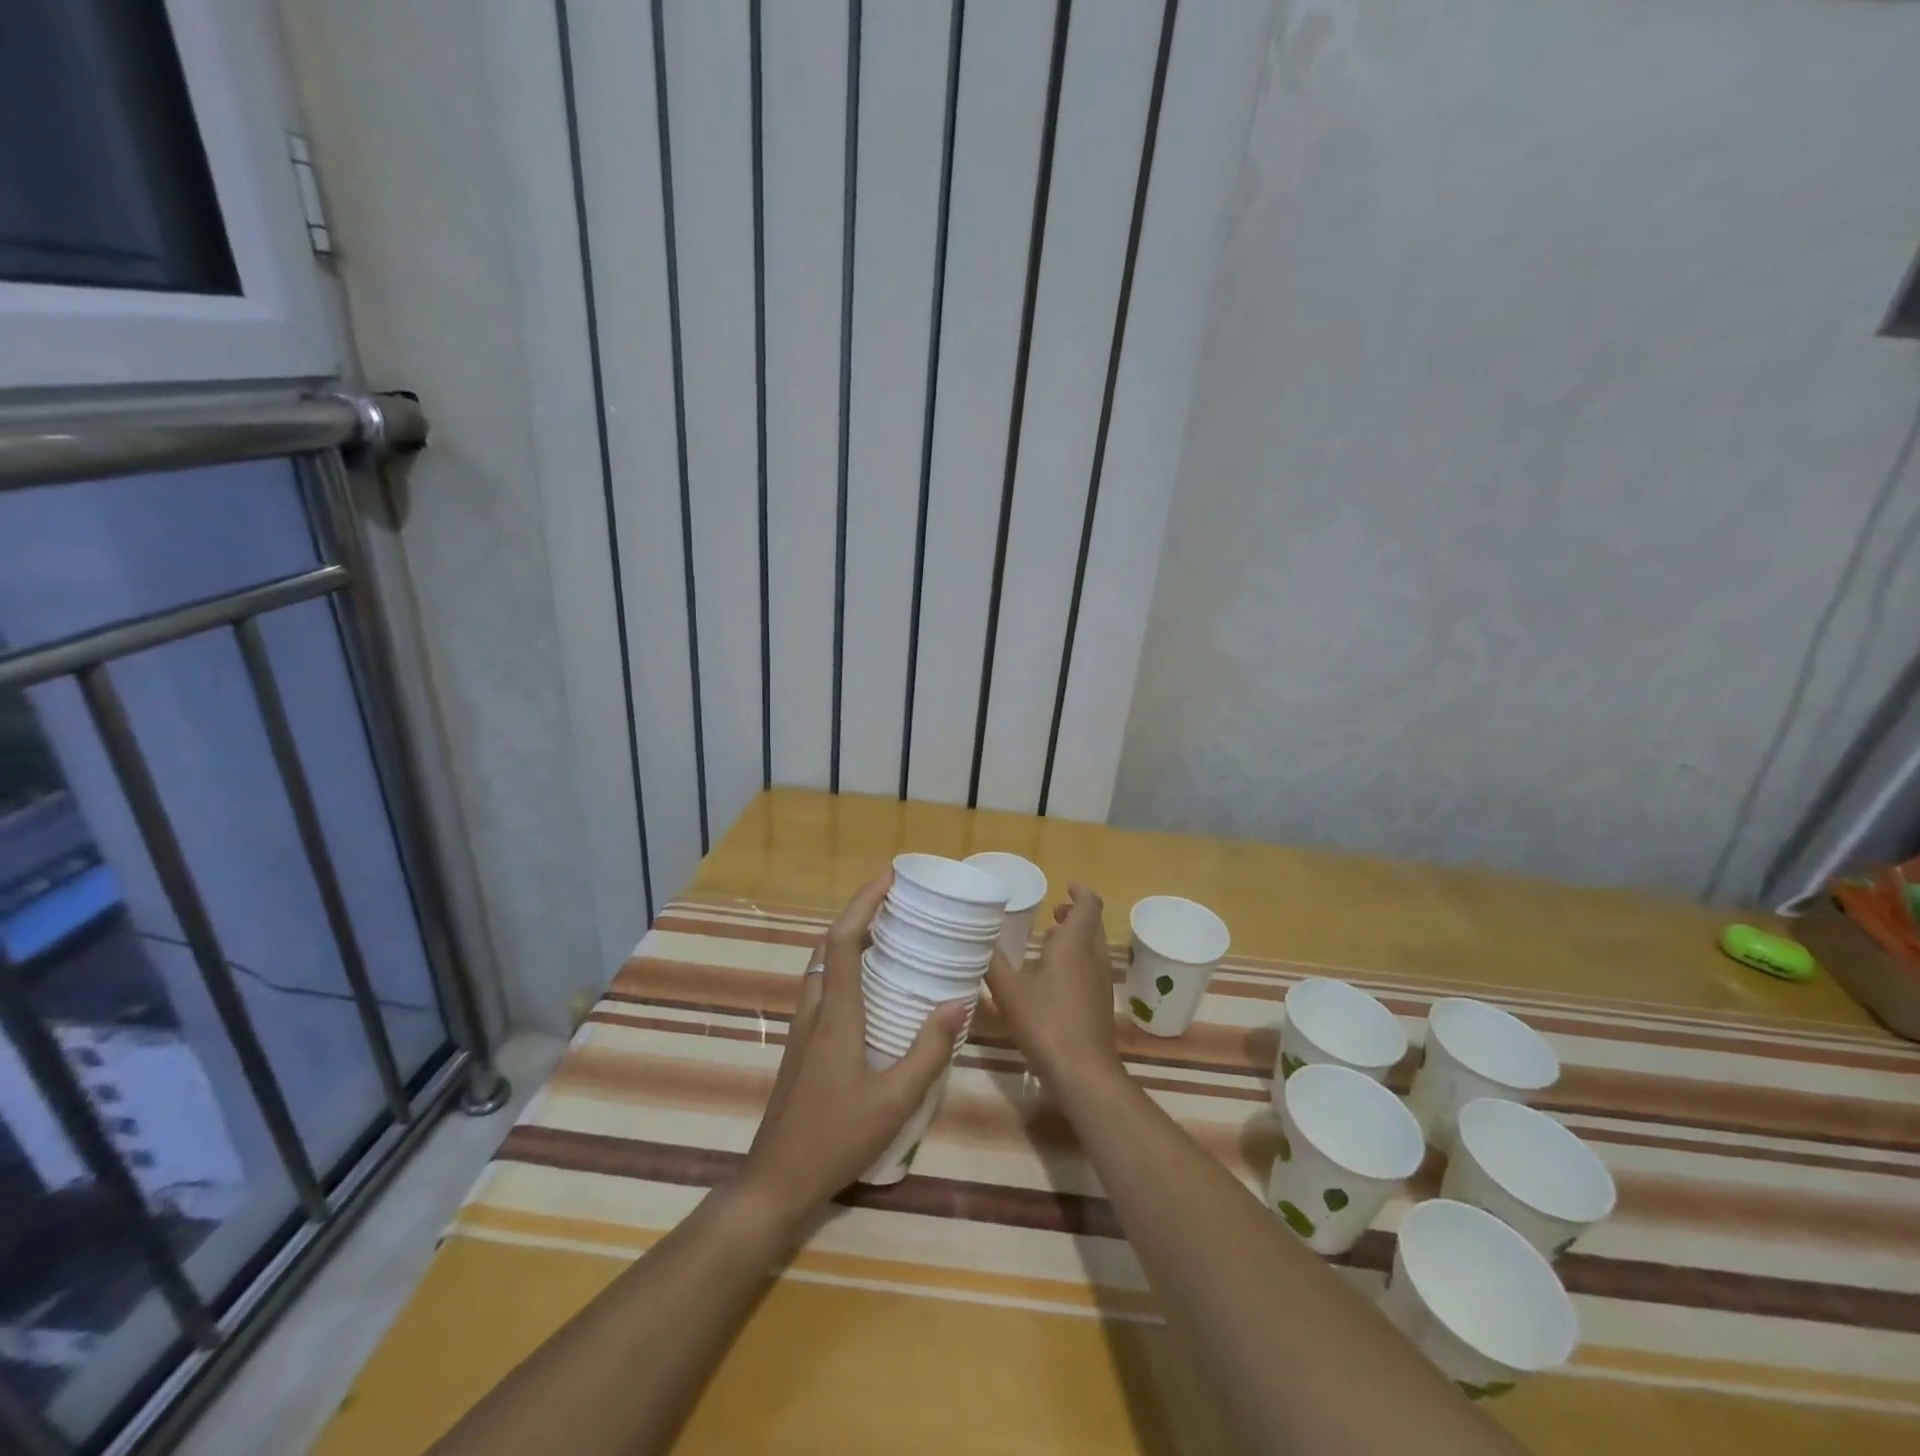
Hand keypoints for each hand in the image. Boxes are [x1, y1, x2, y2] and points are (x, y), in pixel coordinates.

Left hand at [737, 872, 966, 1230]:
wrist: (776, 1180)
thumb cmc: (836, 1137)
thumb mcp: (894, 1099)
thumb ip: (928, 1050)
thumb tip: (957, 1000)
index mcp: (836, 1014)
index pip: (844, 941)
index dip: (864, 903)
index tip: (889, 876)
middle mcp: (815, 1010)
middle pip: (830, 945)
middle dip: (861, 913)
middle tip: (897, 900)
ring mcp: (804, 1027)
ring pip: (823, 966)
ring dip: (851, 939)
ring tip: (889, 933)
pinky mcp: (803, 1045)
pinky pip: (824, 987)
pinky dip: (846, 967)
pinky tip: (871, 987)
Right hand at [985, 884, 1122, 1090]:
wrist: (1083, 1072)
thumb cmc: (1046, 1022)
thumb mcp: (1009, 991)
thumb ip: (993, 962)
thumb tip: (977, 938)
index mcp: (1074, 944)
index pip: (1088, 905)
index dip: (1080, 891)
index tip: (1065, 886)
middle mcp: (1093, 957)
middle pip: (1092, 925)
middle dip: (1075, 914)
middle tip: (1052, 913)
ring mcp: (1100, 982)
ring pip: (1093, 948)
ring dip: (1076, 938)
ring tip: (1048, 943)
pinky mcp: (1100, 1004)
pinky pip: (1091, 969)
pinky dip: (1077, 961)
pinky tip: (1053, 980)